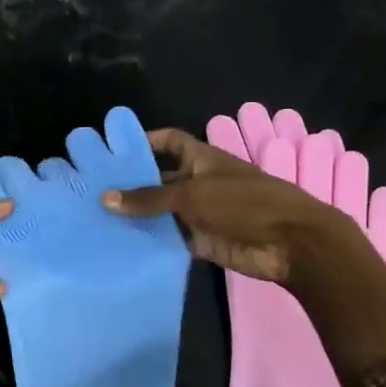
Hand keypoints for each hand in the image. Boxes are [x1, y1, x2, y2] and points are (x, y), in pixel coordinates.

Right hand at [105, 127, 385, 386]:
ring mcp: (202, 213)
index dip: (145, 141)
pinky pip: (171, 239)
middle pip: (160, 179)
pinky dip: (153, 241)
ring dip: (139, 216)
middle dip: (133, 184)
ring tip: (99, 220)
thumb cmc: (245, 204)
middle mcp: (200, 183)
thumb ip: (149, 199)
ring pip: (163, 212)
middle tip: (93, 190)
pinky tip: (123, 245)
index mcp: (202, 159)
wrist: (292, 244)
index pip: (169, 142)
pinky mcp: (203, 241)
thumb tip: (106, 198)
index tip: (114, 149)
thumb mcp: (193, 195)